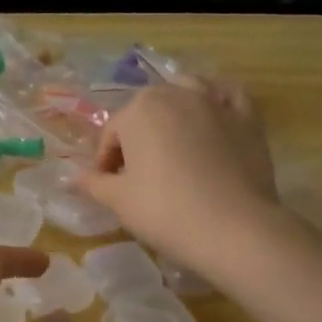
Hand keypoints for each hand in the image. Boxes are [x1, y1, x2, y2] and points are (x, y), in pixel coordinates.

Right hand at [75, 79, 277, 273]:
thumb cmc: (165, 211)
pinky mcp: (248, 118)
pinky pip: (228, 98)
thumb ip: (93, 183)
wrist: (233, 228)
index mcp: (139, 109)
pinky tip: (213, 120)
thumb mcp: (119, 201)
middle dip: (137, 137)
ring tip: (172, 142)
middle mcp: (176, 93)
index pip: (111, 134)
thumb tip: (73, 178)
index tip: (108, 188)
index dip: (104, 162)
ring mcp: (216, 102)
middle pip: (146, 111)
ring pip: (187, 92)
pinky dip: (217, 103)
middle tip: (138, 174)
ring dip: (174, 110)